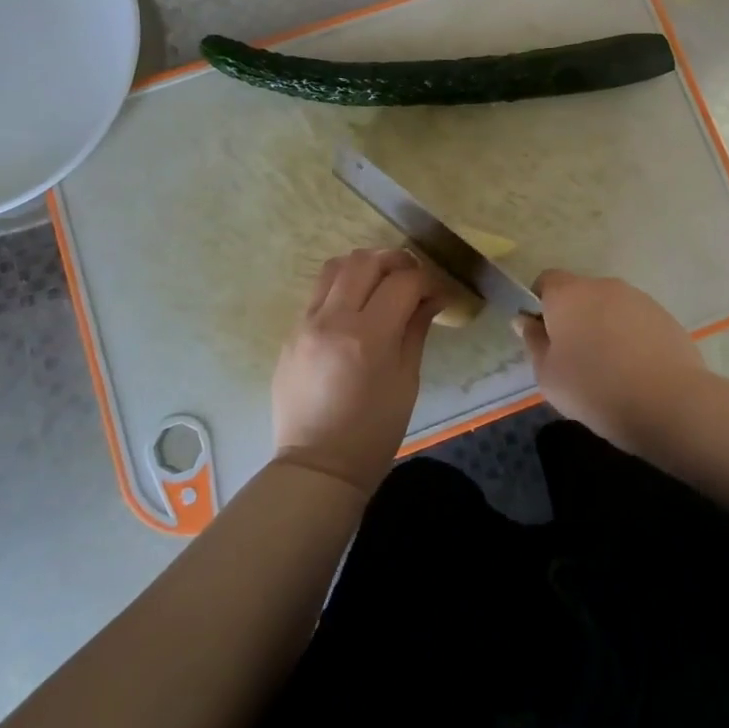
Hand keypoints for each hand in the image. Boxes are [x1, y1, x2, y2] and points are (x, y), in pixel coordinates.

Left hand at [272, 249, 440, 496]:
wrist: (317, 466)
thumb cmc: (373, 432)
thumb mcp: (406, 381)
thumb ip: (416, 329)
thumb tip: (431, 297)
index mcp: (368, 337)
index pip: (403, 282)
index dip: (427, 280)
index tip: (438, 292)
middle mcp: (332, 320)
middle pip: (365, 261)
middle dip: (395, 261)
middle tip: (412, 278)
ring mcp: (305, 323)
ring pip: (335, 266)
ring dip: (364, 266)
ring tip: (381, 282)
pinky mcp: (291, 332)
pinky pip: (318, 292)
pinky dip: (342, 286)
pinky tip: (355, 306)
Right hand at [515, 270, 705, 449]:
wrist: (668, 402)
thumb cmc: (595, 388)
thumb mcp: (548, 375)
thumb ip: (534, 342)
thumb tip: (525, 320)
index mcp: (568, 294)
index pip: (546, 281)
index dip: (541, 304)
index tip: (544, 335)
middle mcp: (603, 286)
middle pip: (580, 294)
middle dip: (574, 318)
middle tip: (573, 357)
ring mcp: (637, 298)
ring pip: (609, 307)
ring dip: (603, 327)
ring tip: (609, 368)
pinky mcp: (664, 315)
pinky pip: (635, 320)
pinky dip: (630, 337)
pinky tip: (635, 370)